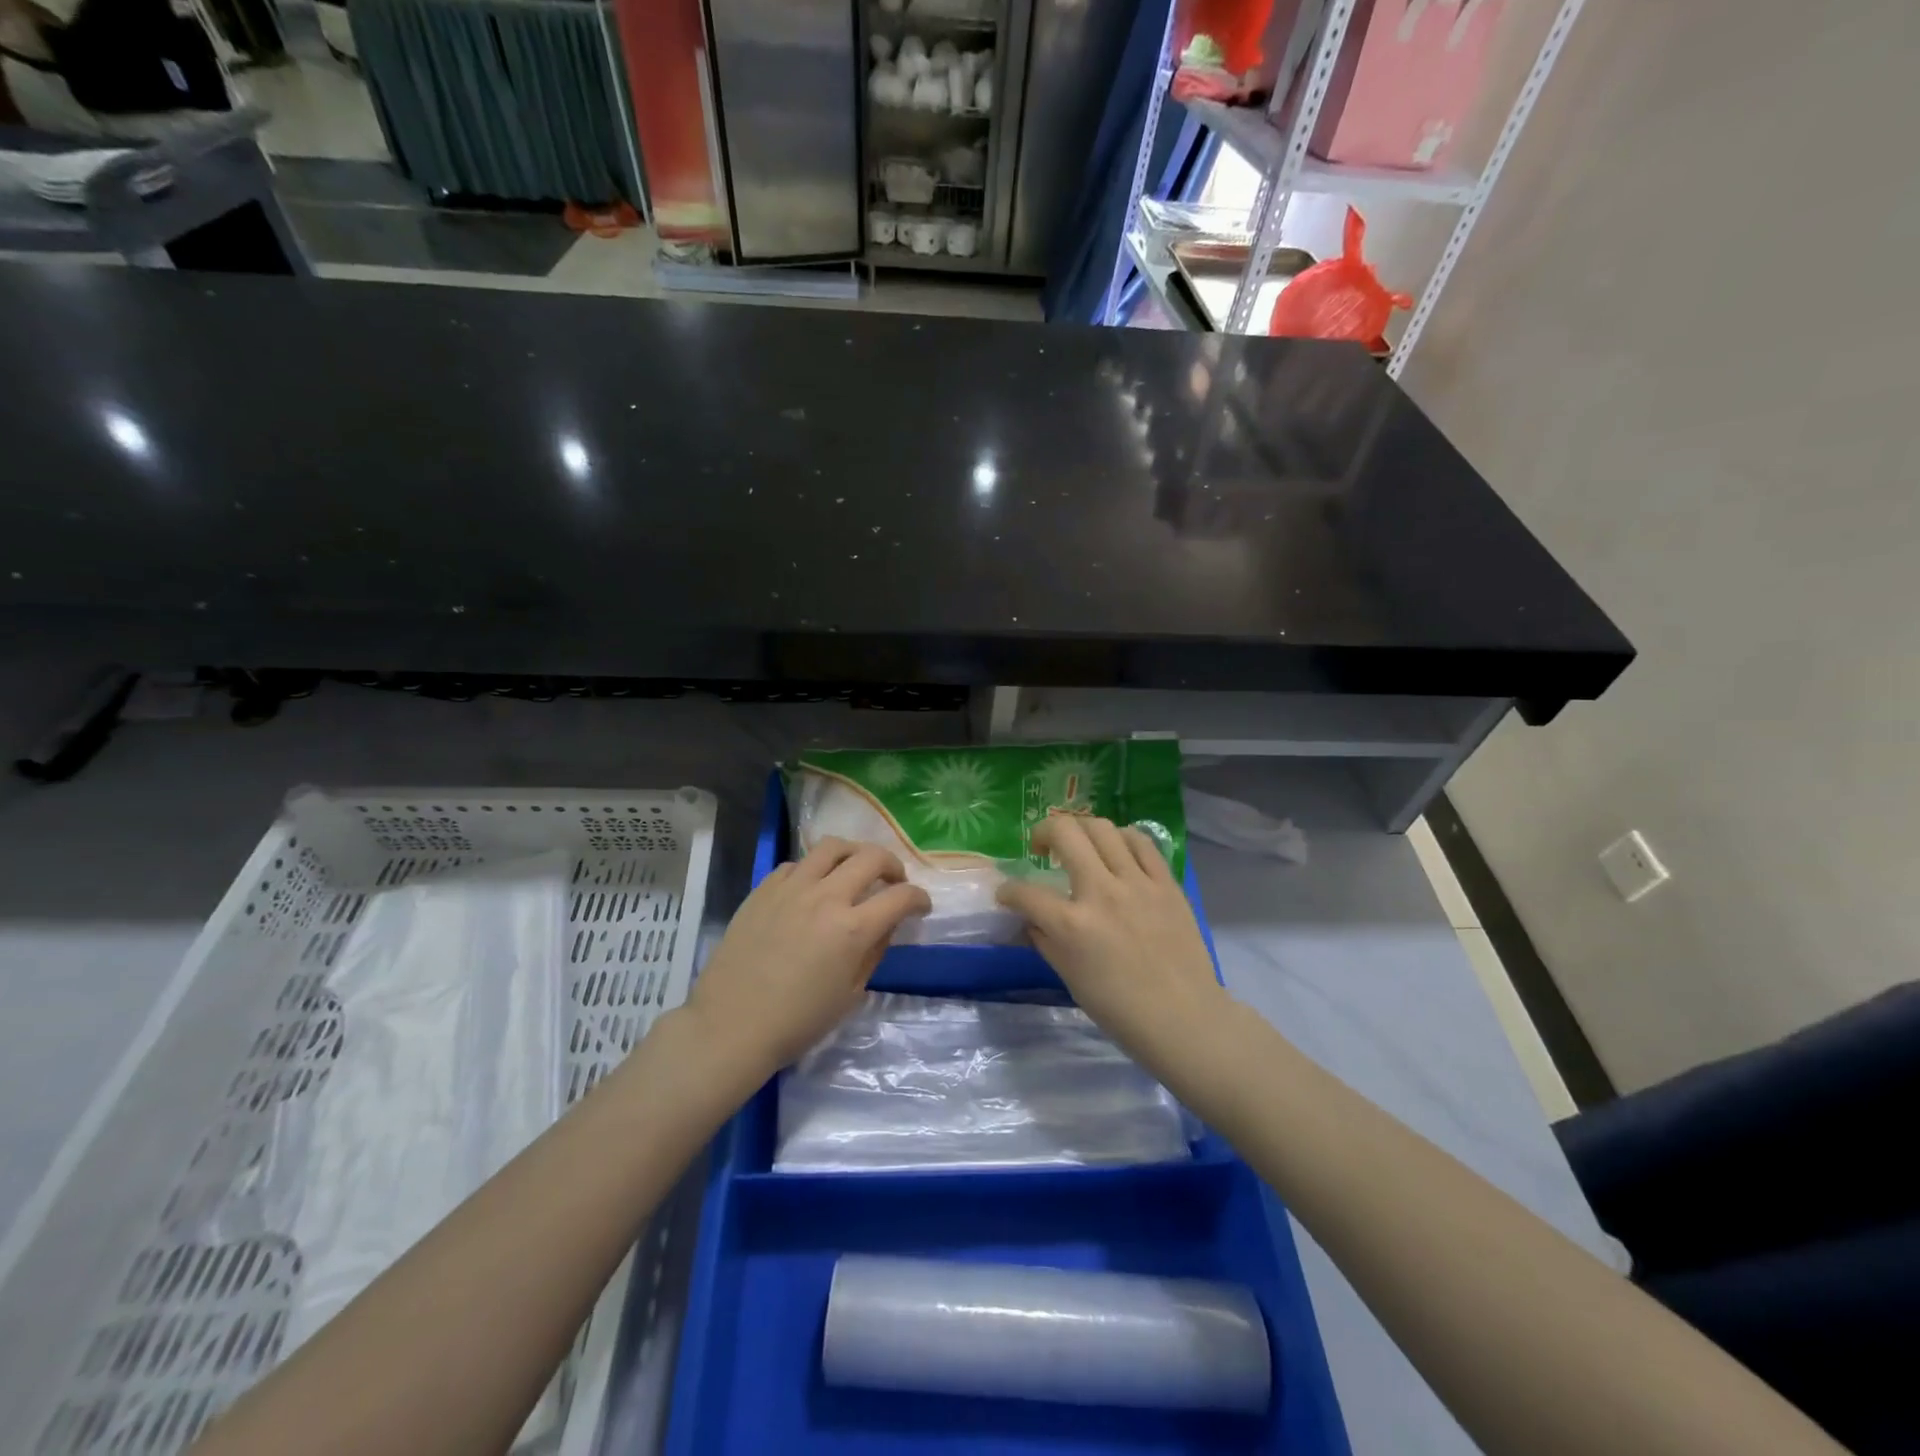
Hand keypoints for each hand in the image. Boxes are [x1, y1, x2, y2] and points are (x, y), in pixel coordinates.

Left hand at [684, 838, 930, 1077]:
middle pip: (871, 857)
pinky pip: (796, 864)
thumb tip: (884, 925)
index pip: (901, 897)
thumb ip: (873, 952)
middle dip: (893, 866)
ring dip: (854, 854)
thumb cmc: (797, 1022)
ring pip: (832, 846)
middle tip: (894, 881)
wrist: (731, 1025)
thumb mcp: (850, 994)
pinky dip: (813, 870)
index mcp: (852, 929)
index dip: (919, 898)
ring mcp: (791, 888)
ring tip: (855, 869)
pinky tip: (812, 888)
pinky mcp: (764, 888)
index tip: (921, 906)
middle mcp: (826, 897)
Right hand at [996, 815, 1226, 1061]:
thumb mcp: (1069, 976)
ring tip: (1079, 845)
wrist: (1183, 1017)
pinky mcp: (1166, 882)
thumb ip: (1045, 940)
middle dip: (1041, 832)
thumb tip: (1031, 918)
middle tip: (1041, 848)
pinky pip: (1141, 842)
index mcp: (1072, 925)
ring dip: (1081, 830)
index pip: (1025, 893)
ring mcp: (1137, 883)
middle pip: (1064, 833)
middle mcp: (1101, 893)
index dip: (1007, 891)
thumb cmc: (1119, 1008)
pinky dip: (1121, 838)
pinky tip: (1116, 850)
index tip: (1007, 894)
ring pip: (1102, 828)